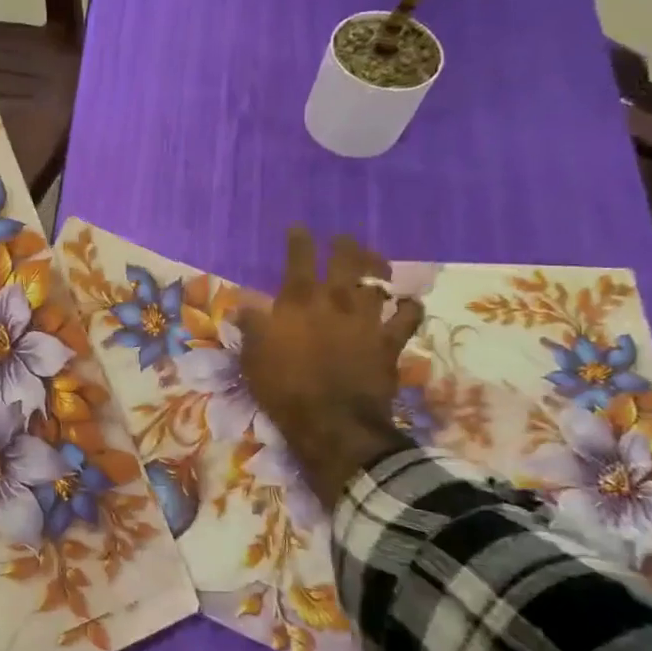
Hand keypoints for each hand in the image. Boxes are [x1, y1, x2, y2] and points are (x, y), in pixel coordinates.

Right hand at [237, 228, 423, 503]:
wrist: (332, 422)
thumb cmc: (284, 389)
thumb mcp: (254, 358)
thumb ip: (252, 327)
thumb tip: (242, 304)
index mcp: (298, 302)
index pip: (299, 259)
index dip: (299, 240)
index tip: (299, 228)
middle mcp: (336, 302)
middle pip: (345, 261)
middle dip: (343, 245)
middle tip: (342, 239)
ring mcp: (367, 321)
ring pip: (378, 281)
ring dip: (377, 266)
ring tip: (374, 260)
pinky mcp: (390, 342)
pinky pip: (407, 317)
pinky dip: (409, 307)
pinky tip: (408, 303)